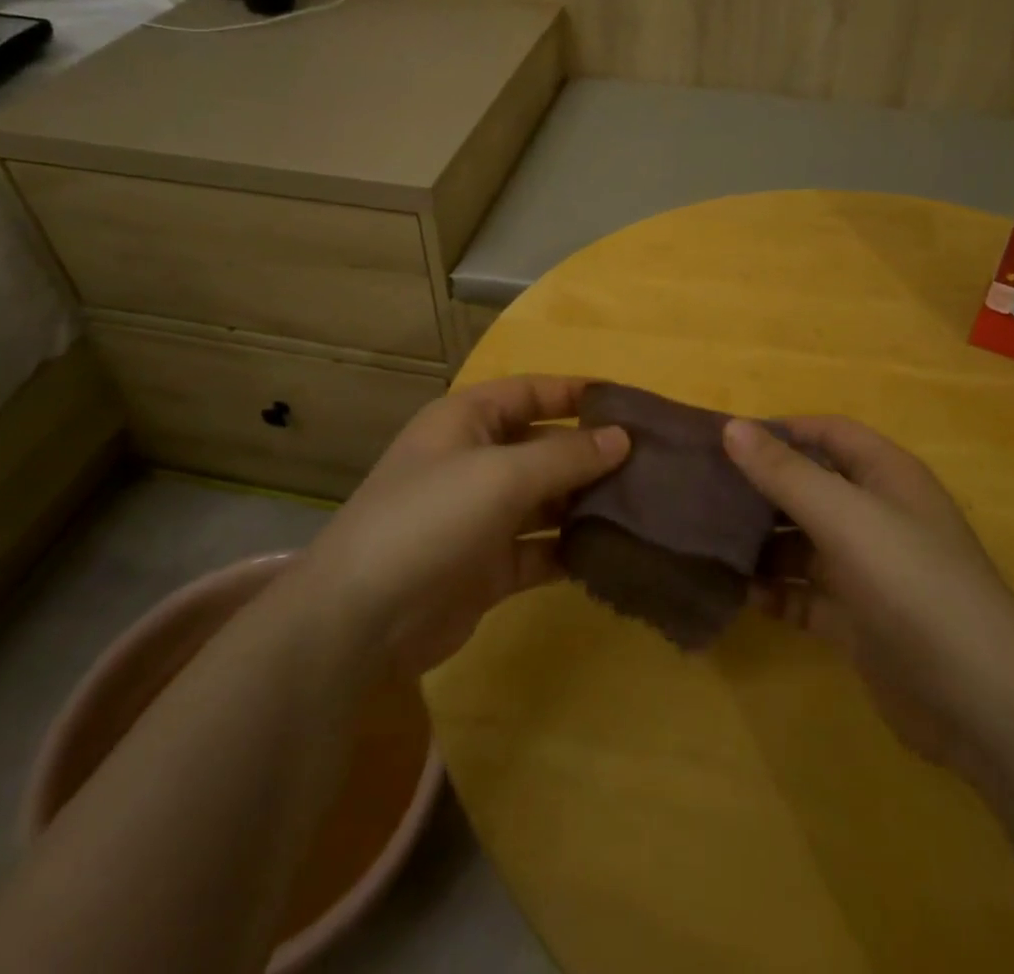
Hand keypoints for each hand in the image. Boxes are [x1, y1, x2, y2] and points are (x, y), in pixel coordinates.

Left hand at [293, 376, 628, 676]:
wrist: (360, 620)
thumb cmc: (430, 519)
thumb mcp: (501, 475)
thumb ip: (566, 455)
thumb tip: (622, 438)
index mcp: (468, 420)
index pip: (532, 392)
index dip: (577, 393)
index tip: (631, 402)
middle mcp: (475, 461)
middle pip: (544, 446)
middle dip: (592, 454)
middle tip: (653, 463)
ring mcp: (481, 516)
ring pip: (547, 501)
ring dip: (587, 504)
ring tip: (646, 507)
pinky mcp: (488, 567)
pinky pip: (541, 549)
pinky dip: (571, 550)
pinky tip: (614, 553)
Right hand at [724, 416, 1013, 768]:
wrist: (980, 701)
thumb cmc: (911, 582)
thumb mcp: (844, 516)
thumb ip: (785, 472)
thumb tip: (732, 427)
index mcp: (886, 476)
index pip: (828, 433)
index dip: (781, 430)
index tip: (726, 440)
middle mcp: (877, 516)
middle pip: (810, 487)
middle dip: (761, 489)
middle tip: (704, 492)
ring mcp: (867, 571)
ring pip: (802, 543)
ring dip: (762, 543)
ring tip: (710, 542)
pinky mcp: (858, 621)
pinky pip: (805, 595)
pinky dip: (776, 592)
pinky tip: (742, 593)